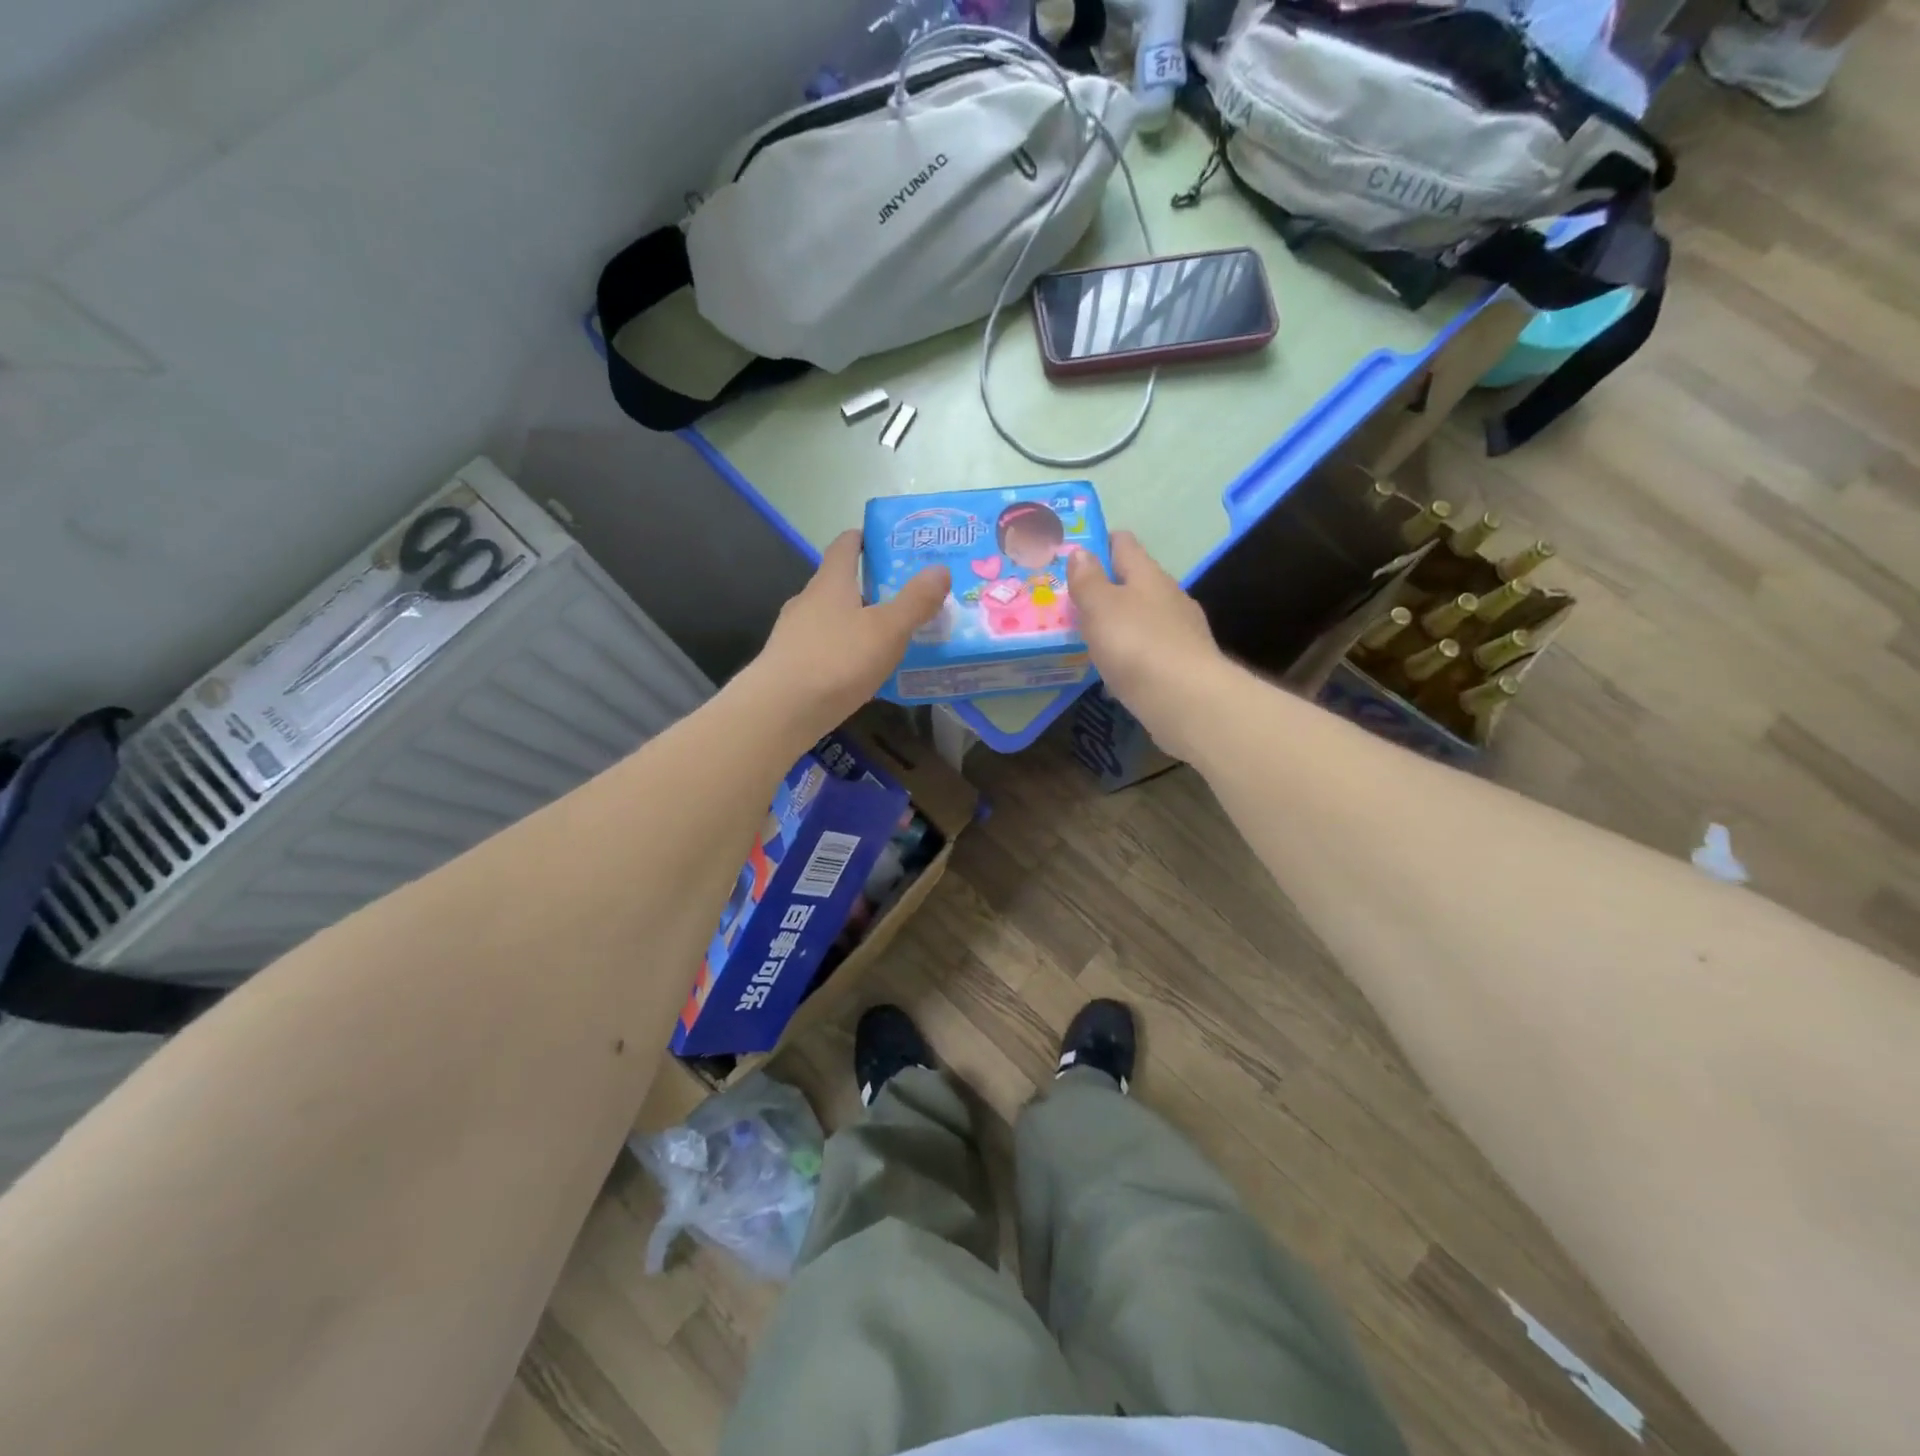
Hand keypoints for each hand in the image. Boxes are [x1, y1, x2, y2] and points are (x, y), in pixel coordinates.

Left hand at [747, 530, 948, 739]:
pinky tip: (862, 674)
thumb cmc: (837, 660)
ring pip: (832, 620)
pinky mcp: (790, 666)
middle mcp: (808, 601)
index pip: (845, 546)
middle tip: (903, 597)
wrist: (780, 711)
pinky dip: (845, 654)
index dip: (864, 538)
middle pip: (839, 584)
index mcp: (830, 582)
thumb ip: (915, 601)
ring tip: (889, 638)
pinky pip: (825, 650)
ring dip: (857, 623)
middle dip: (869, 587)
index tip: (885, 540)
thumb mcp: (887, 630)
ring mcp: (794, 634)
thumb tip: (940, 568)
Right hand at [1068, 531, 1226, 754]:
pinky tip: (1117, 670)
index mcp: (1148, 575)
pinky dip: (1133, 653)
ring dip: (1120, 623)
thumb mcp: (1100, 607)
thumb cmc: (1136, 644)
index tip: (1076, 552)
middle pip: (1135, 581)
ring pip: (1144, 617)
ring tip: (1091, 637)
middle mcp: (1169, 596)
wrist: (1186, 700)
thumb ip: (1088, 580)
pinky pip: (1151, 649)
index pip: (1124, 544)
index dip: (1101, 542)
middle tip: (1074, 601)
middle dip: (1108, 588)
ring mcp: (1181, 631)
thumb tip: (1080, 551)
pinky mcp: (1184, 663)